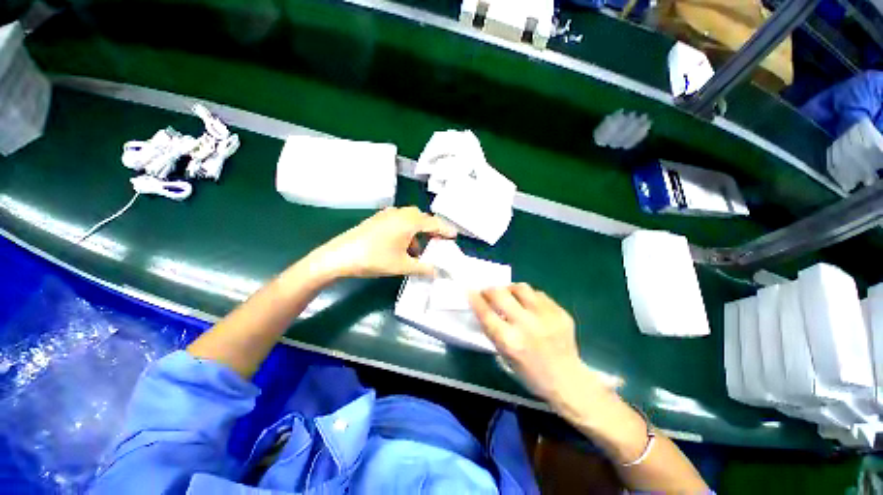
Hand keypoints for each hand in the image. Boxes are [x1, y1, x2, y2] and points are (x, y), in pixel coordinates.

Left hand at [309, 206, 456, 278]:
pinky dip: (406, 231)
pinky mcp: (378, 219)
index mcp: (409, 221)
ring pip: (410, 220)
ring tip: (419, 250)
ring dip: (418, 232)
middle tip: (438, 242)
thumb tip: (436, 271)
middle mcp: (400, 213)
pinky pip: (399, 222)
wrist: (339, 255)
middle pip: (422, 219)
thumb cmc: (374, 259)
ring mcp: (387, 214)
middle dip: (432, 230)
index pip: (434, 224)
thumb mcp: (402, 266)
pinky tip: (403, 246)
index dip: (445, 230)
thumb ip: (423, 268)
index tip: (454, 236)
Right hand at [469, 284, 604, 406]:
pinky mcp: (560, 312)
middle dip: (490, 289)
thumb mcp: (505, 355)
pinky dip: (529, 297)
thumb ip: (494, 330)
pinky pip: (538, 294)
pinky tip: (529, 305)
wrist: (568, 380)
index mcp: (510, 341)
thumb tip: (485, 306)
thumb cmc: (530, 373)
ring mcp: (546, 316)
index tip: (469, 290)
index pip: (486, 312)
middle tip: (488, 292)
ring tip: (509, 295)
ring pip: (521, 288)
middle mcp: (527, 325)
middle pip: (500, 294)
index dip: (475, 298)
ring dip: (510, 289)